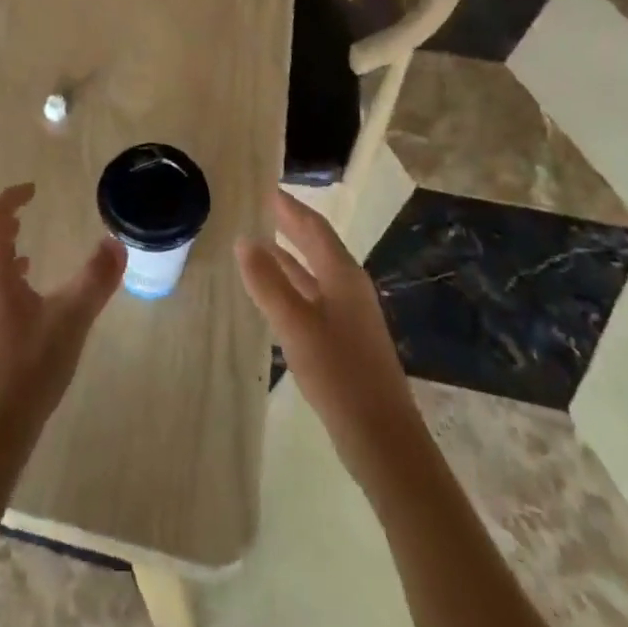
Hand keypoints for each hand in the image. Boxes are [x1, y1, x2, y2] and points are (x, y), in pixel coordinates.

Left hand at [0, 183, 124, 441]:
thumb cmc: (27, 368)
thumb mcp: (70, 320)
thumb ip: (95, 280)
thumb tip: (117, 242)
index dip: (11, 199)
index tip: (33, 191)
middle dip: (0, 228)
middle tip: (24, 223)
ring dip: (0, 257)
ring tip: (29, 258)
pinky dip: (3, 286)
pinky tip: (27, 306)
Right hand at [237, 192, 423, 485]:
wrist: (383, 439)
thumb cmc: (339, 373)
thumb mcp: (295, 324)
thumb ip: (268, 282)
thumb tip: (244, 240)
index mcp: (343, 275)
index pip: (313, 226)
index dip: (289, 206)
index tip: (263, 187)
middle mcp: (349, 286)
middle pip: (316, 245)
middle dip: (289, 225)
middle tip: (257, 208)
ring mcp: (350, 314)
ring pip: (315, 272)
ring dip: (288, 255)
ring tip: (257, 243)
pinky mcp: (345, 339)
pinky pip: (313, 295)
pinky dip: (292, 284)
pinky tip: (273, 293)